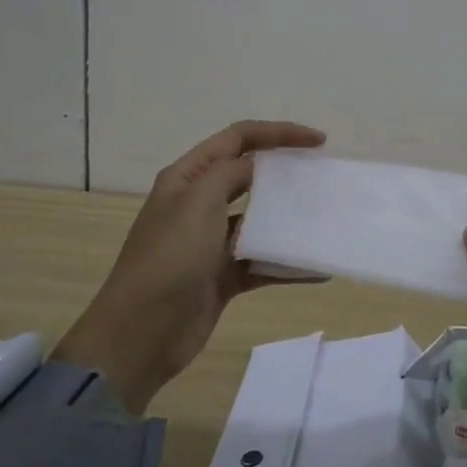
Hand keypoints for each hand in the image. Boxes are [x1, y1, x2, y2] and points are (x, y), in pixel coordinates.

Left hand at [52, 120, 325, 412]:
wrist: (141, 333)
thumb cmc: (170, 258)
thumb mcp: (200, 201)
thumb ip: (232, 172)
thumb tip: (259, 164)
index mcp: (188, 177)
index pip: (238, 138)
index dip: (278, 133)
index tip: (319, 141)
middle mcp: (198, 203)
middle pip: (249, 175)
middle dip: (285, 171)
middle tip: (323, 176)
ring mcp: (211, 242)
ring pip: (258, 220)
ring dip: (289, 218)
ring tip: (325, 218)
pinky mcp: (222, 276)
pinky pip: (262, 261)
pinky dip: (287, 263)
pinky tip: (317, 267)